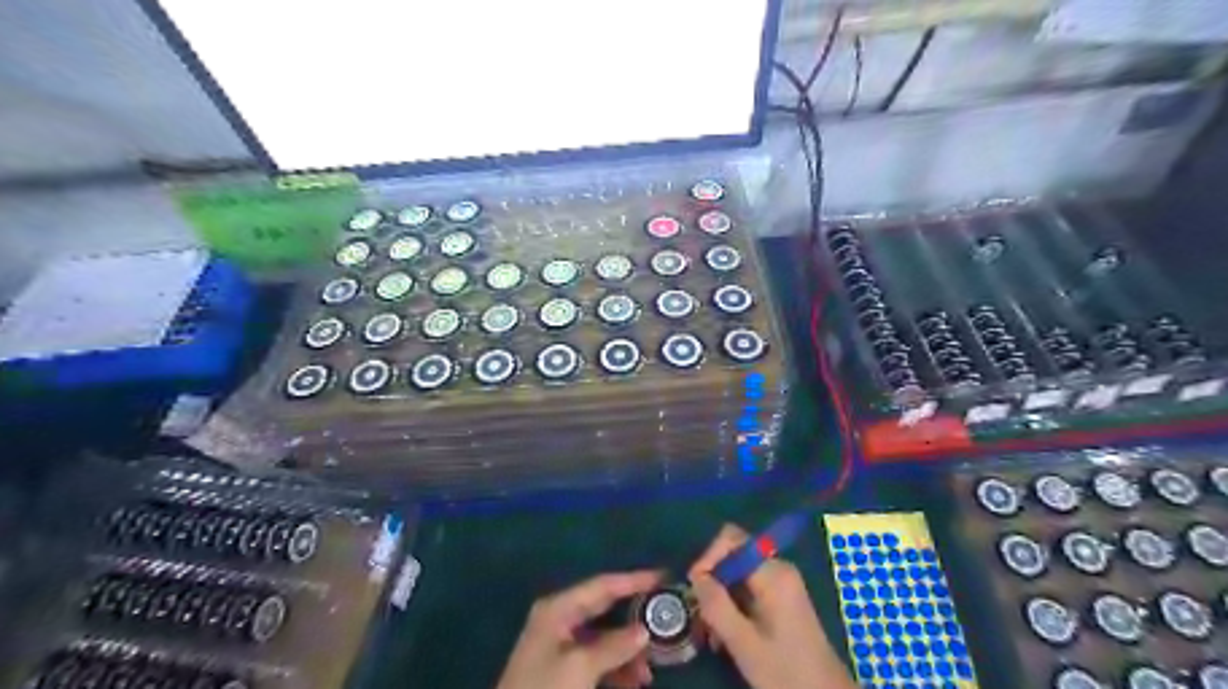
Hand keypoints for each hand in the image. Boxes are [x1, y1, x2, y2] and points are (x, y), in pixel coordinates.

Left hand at [494, 570, 661, 688]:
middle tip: (665, 620)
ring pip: (603, 638)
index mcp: (559, 608)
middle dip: (634, 619)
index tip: (664, 577)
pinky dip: (615, 668)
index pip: (603, 585)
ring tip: (650, 671)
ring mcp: (560, 644)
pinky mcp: (562, 669)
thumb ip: (614, 646)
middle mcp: (560, 618)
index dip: (634, 580)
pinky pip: (596, 659)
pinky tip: (633, 683)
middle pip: (605, 609)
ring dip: (627, 651)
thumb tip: (644, 630)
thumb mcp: (580, 668)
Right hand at [690, 522, 856, 688]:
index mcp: (773, 573)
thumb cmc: (786, 671)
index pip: (732, 539)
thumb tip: (696, 577)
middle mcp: (778, 569)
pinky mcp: (781, 598)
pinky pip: (748, 589)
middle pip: (733, 557)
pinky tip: (725, 636)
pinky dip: (733, 606)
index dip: (709, 557)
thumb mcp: (744, 642)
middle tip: (700, 616)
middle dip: (712, 583)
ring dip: (720, 599)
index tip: (695, 587)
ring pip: (738, 576)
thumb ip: (717, 605)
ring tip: (710, 633)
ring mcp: (782, 583)